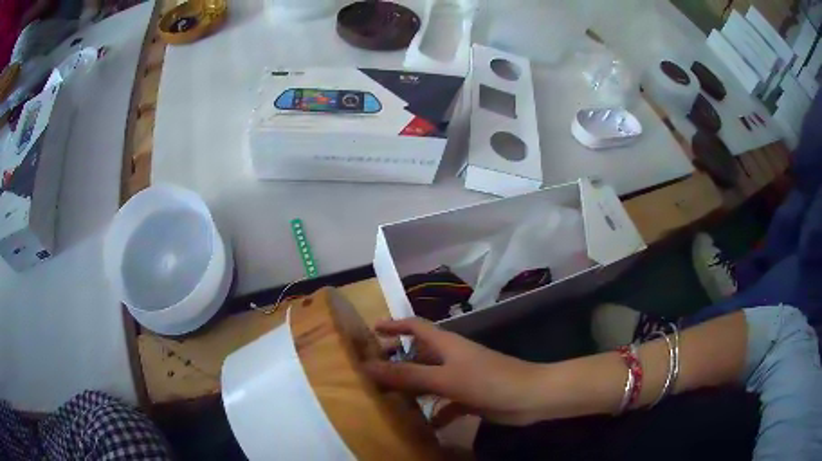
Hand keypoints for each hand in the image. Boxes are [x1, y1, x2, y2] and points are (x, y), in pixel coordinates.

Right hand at [363, 318, 549, 425]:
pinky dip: (436, 412)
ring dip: (413, 389)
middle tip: (372, 373)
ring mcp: (462, 377)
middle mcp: (451, 357)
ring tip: (389, 401)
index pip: (415, 326)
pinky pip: (446, 402)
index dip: (394, 325)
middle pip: (419, 354)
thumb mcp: (443, 378)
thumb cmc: (486, 380)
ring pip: (430, 380)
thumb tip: (367, 366)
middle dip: (398, 361)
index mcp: (446, 343)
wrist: (529, 397)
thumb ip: (407, 374)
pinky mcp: (470, 396)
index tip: (371, 331)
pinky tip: (427, 425)